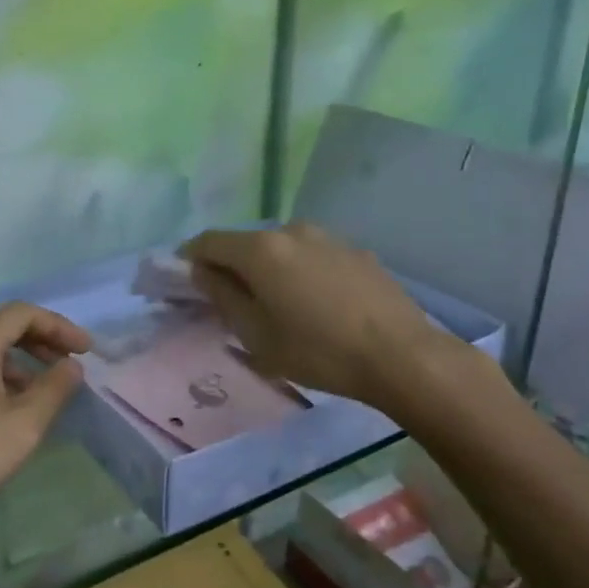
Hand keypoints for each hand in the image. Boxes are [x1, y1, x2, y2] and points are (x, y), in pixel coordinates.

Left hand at [0, 302, 90, 540]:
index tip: (86, 351)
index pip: (20, 313)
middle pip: (0, 321)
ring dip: (20, 354)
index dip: (58, 326)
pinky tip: (13, 403)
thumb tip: (72, 366)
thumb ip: (53, 390)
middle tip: (68, 360)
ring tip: (46, 384)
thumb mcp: (21, 427)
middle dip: (39, 335)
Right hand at [181, 223, 462, 412]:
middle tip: (232, 302)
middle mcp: (290, 231)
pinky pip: (312, 256)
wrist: (403, 357)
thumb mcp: (256, 334)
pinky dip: (300, 273)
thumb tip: (202, 272)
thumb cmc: (318, 350)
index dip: (189, 259)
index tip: (186, 282)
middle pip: (245, 243)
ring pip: (281, 249)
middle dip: (231, 266)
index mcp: (260, 249)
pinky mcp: (356, 251)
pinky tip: (316, 305)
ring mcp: (327, 238)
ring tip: (279, 305)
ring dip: (268, 270)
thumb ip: (222, 296)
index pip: (207, 241)